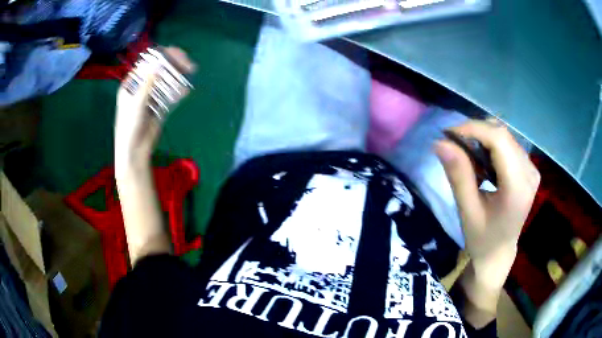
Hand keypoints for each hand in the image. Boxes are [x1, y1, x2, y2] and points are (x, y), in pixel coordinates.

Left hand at [114, 47, 194, 166]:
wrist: (134, 151)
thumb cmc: (129, 127)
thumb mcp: (135, 104)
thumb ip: (147, 84)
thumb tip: (158, 65)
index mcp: (132, 84)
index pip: (148, 63)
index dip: (163, 56)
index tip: (177, 55)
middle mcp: (141, 87)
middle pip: (159, 70)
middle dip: (174, 65)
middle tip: (188, 64)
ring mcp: (151, 97)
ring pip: (166, 81)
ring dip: (178, 76)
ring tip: (191, 73)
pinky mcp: (159, 107)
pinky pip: (169, 96)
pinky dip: (178, 91)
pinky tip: (186, 90)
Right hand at [435, 119, 539, 286]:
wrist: (499, 253)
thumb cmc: (482, 238)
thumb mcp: (467, 211)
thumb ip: (458, 175)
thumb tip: (440, 142)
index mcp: (518, 187)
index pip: (499, 140)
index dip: (473, 129)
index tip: (448, 134)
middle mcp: (530, 173)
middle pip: (502, 134)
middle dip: (475, 133)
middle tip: (454, 146)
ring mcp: (532, 169)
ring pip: (504, 136)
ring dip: (482, 139)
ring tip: (468, 158)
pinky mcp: (529, 169)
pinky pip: (508, 144)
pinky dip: (491, 146)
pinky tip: (482, 163)